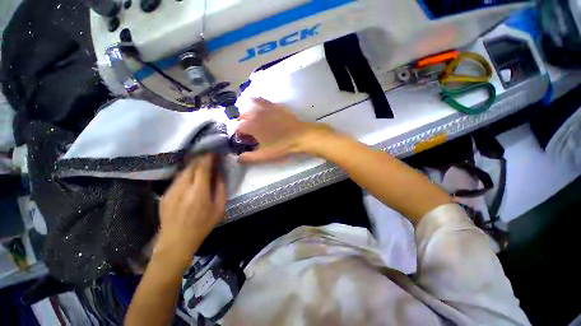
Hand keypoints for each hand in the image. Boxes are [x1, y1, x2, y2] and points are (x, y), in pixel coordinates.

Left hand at [154, 154, 226, 269]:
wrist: (176, 241)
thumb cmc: (203, 225)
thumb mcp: (219, 208)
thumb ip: (220, 188)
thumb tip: (219, 173)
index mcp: (198, 192)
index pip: (202, 167)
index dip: (208, 157)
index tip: (214, 152)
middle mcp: (183, 188)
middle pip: (191, 166)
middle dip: (201, 159)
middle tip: (209, 156)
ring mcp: (171, 191)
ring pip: (183, 171)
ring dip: (193, 165)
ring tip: (201, 164)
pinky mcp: (165, 194)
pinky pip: (177, 178)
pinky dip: (186, 173)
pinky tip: (191, 177)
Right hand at [236, 98, 332, 162]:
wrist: (299, 135)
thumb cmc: (281, 145)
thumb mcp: (264, 155)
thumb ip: (249, 158)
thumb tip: (237, 159)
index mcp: (251, 126)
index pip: (238, 128)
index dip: (239, 135)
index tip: (244, 140)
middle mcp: (255, 114)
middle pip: (242, 117)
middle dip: (242, 124)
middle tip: (249, 132)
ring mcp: (265, 108)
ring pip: (250, 107)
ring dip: (247, 113)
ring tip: (250, 120)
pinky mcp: (274, 106)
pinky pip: (262, 100)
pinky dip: (256, 100)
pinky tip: (253, 100)